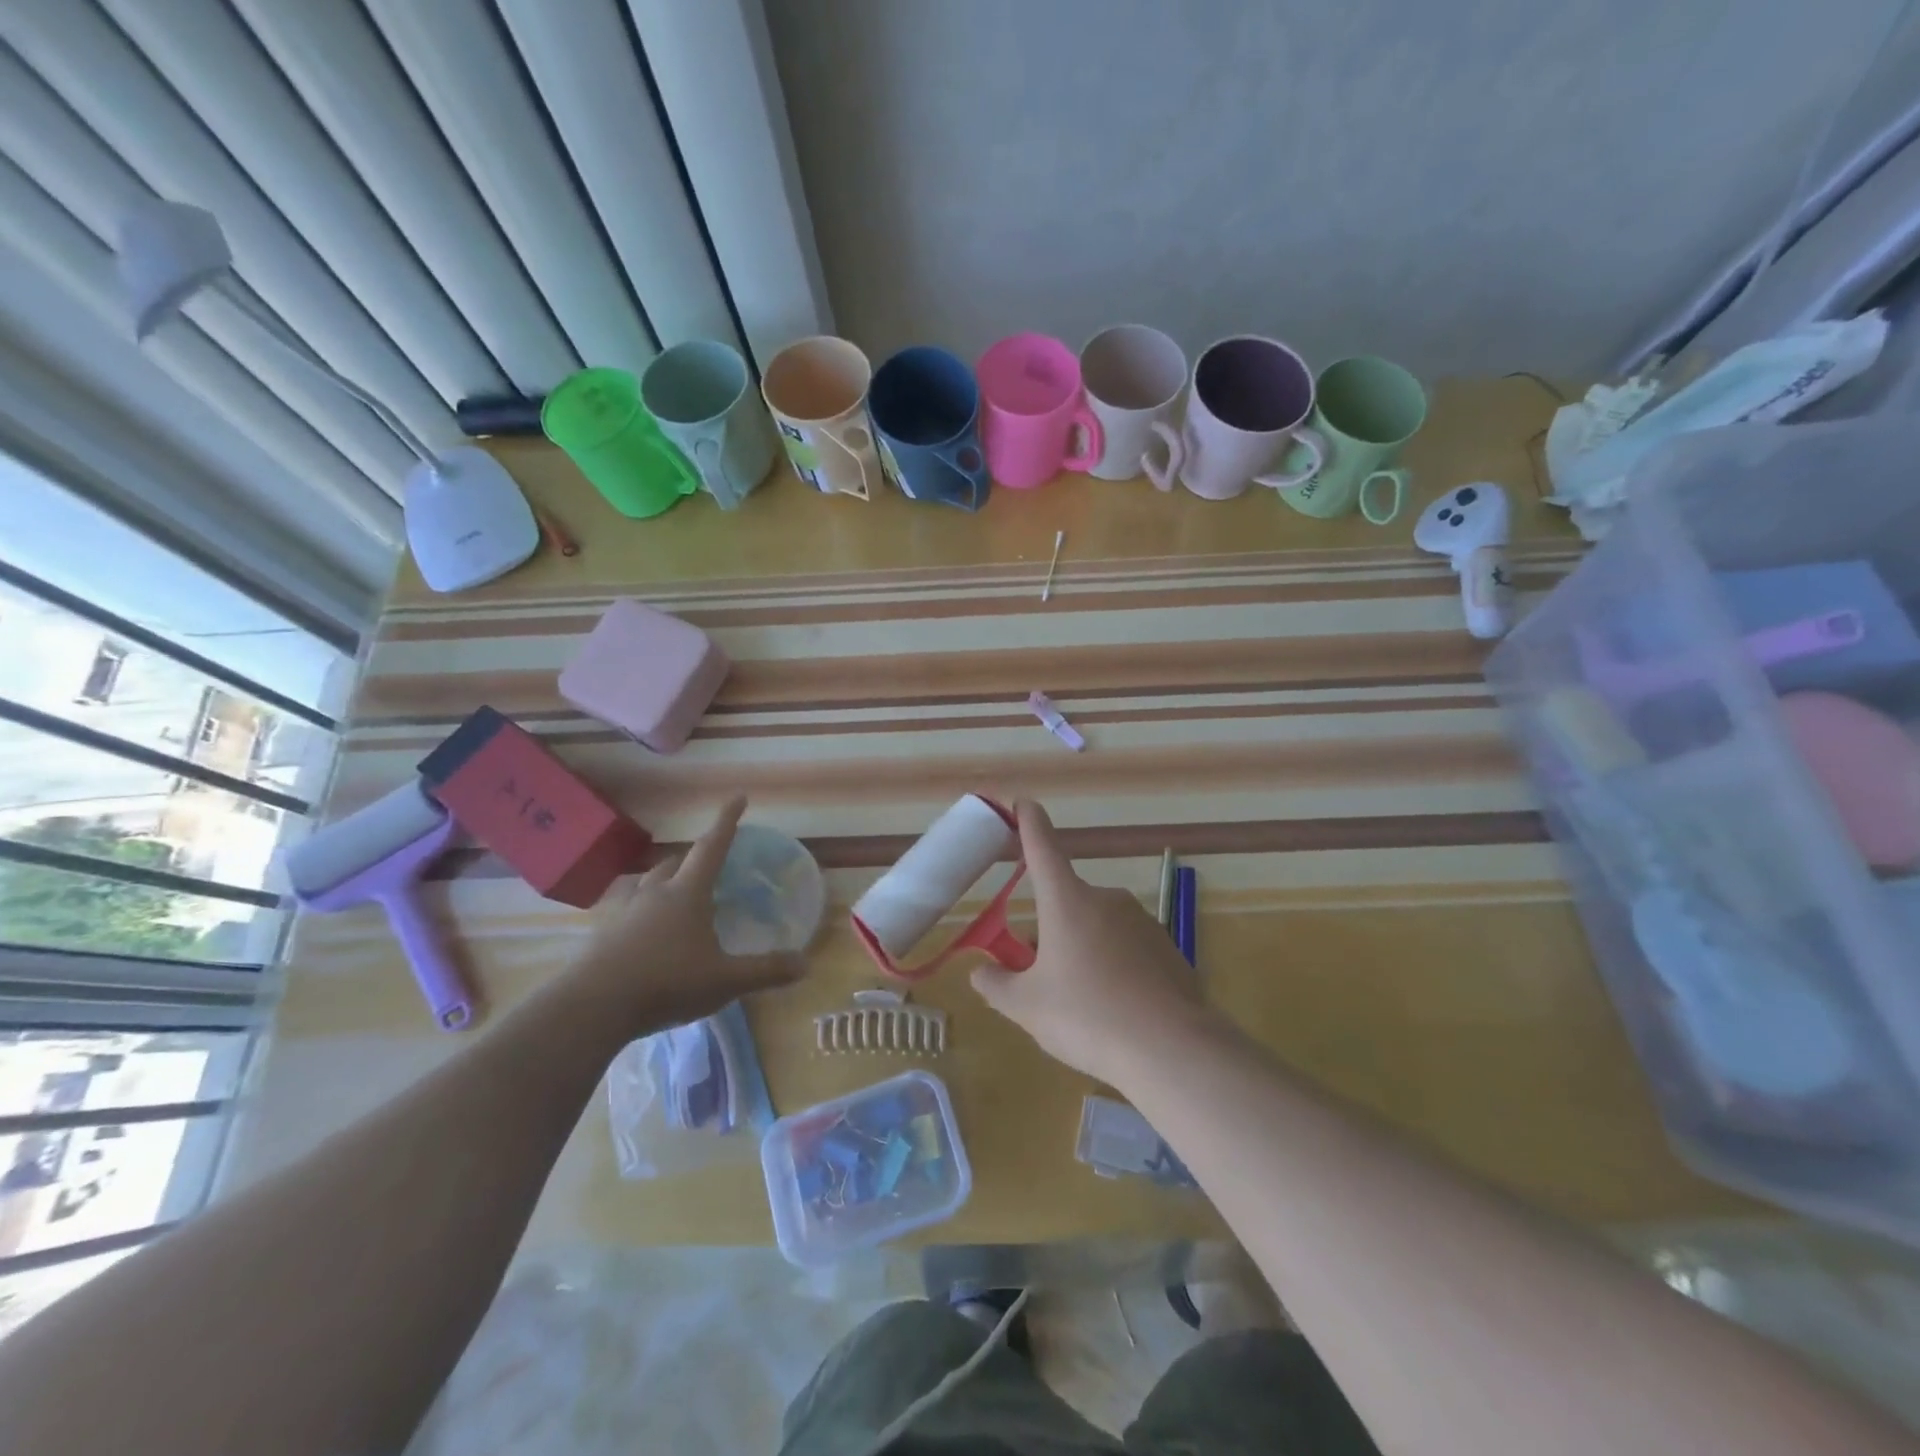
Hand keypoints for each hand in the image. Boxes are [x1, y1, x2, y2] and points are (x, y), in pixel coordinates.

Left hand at [566, 797, 805, 1033]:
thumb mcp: (725, 980)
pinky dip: (646, 914)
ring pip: (649, 885)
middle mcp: (655, 893)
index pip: (712, 847)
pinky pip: (630, 912)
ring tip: (678, 897)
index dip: (726, 822)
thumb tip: (805, 964)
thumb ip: (766, 971)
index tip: (737, 797)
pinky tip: (649, 936)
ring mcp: (625, 913)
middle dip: (695, 857)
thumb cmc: (666, 982)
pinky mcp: (604, 936)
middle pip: (676, 863)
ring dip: (667, 883)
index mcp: (687, 893)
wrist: (592, 1007)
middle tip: (711, 864)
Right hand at [971, 800, 1213, 1084]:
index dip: (1029, 822)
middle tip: (1041, 976)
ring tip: (1081, 1002)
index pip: (1042, 847)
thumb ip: (997, 986)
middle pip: (1066, 902)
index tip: (1023, 802)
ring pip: (1097, 927)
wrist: (1172, 1049)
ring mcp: (1141, 921)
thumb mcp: (1028, 1007)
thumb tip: (981, 972)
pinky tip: (1116, 1009)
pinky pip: (1127, 948)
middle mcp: (1105, 899)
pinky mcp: (1167, 947)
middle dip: (1049, 929)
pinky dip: (1114, 966)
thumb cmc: (1088, 1017)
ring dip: (1081, 948)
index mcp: (1067, 901)